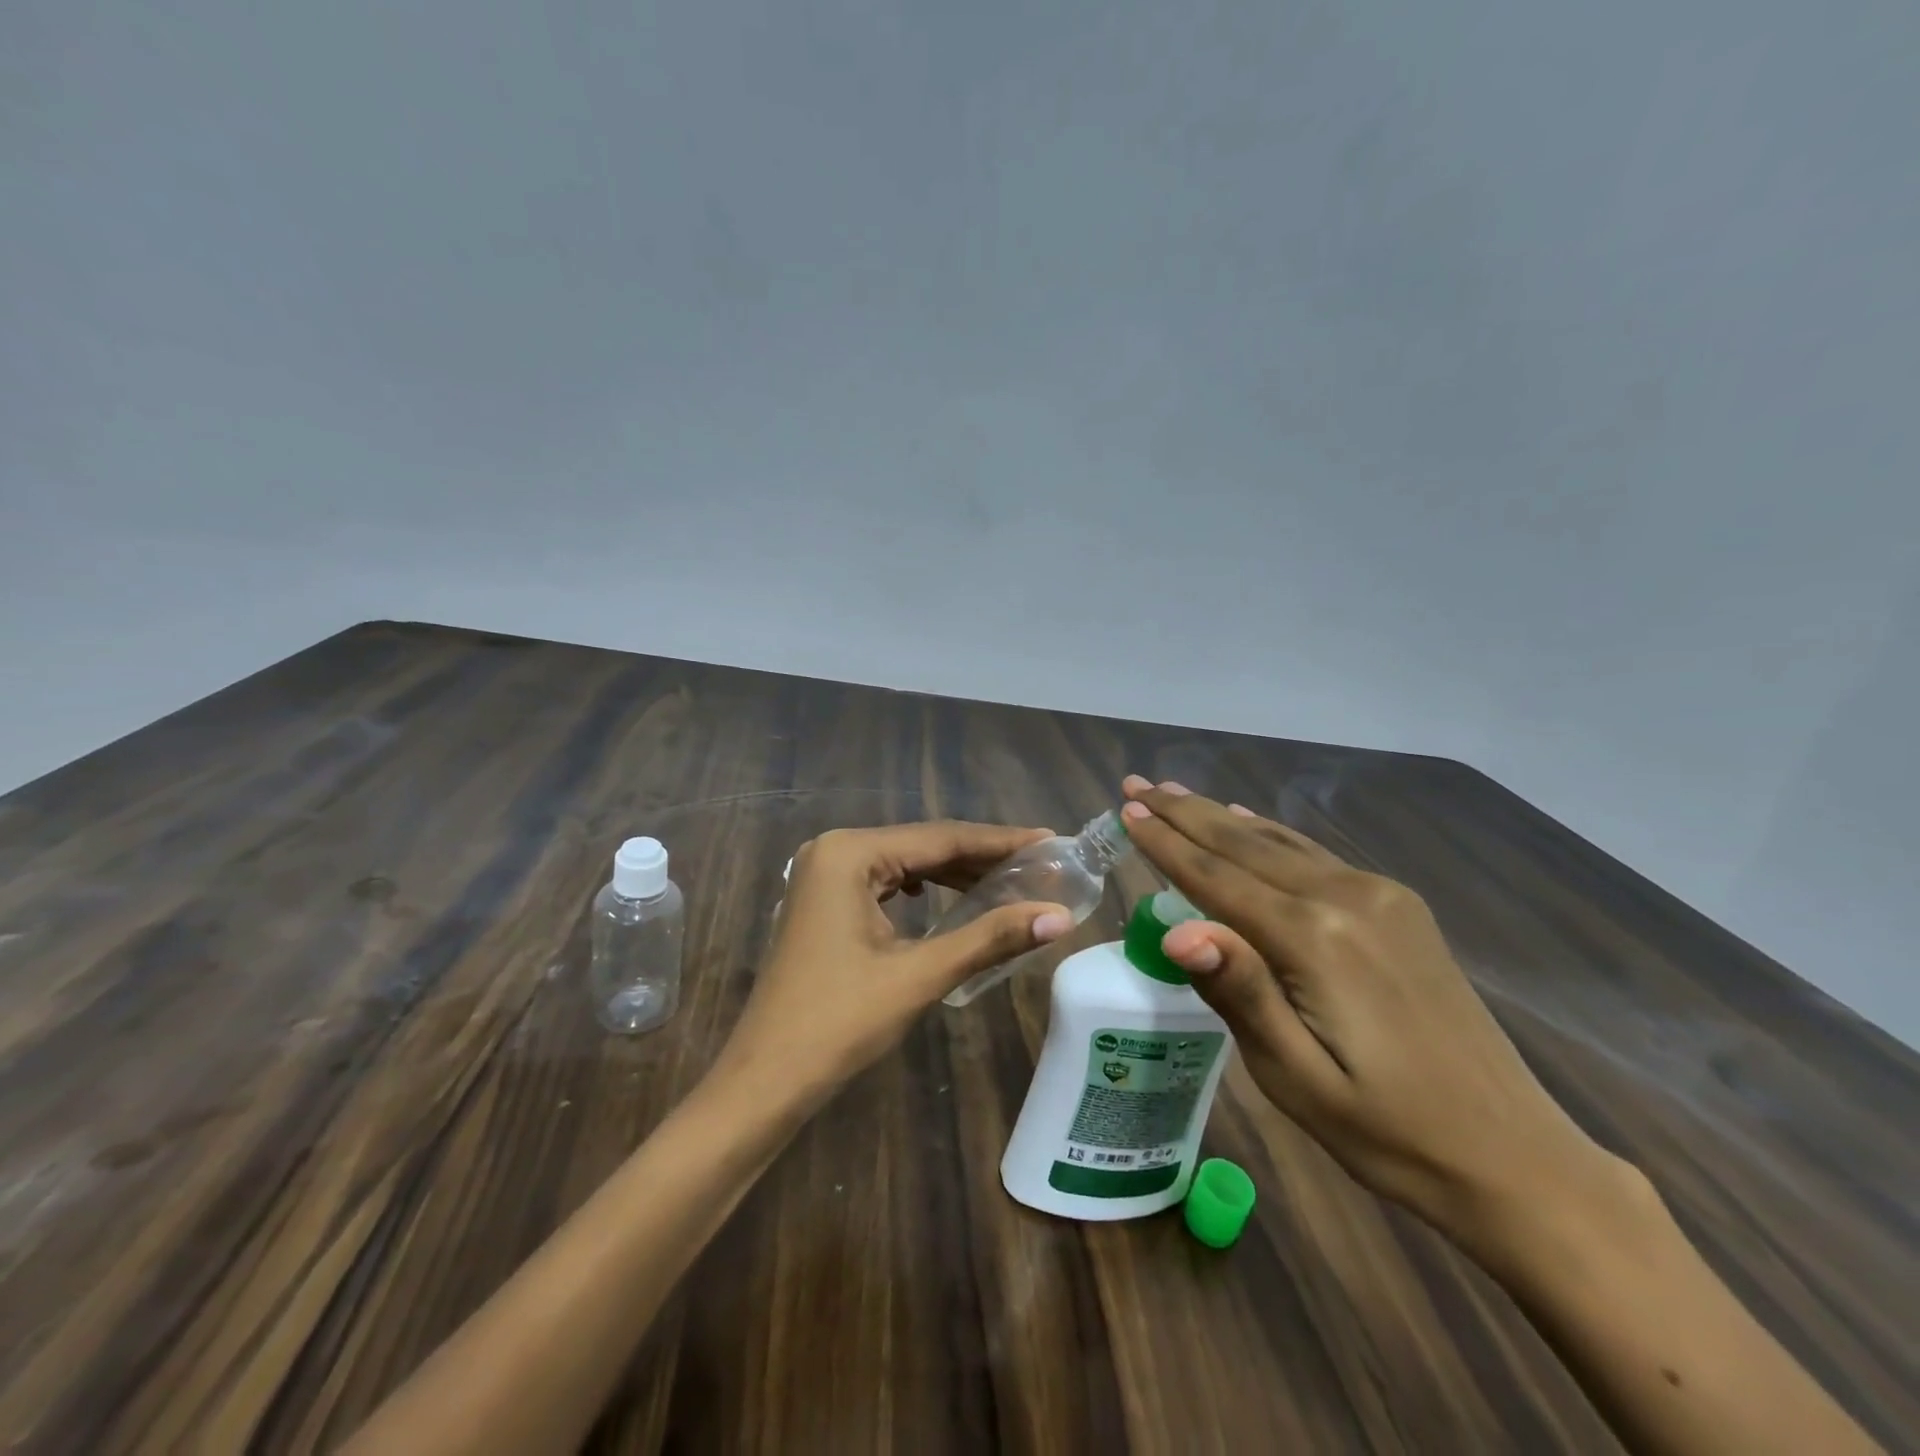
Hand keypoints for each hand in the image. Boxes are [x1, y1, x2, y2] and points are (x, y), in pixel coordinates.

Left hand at [716, 822, 1072, 1103]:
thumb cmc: (840, 1021)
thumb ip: (990, 937)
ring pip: (904, 863)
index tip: (1051, 841)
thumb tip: (1060, 916)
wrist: (766, 1079)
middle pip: (922, 845)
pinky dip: (923, 889)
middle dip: (980, 858)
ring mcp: (823, 875)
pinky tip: (947, 900)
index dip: (1001, 841)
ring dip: (954, 874)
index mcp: (850, 853)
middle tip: (1038, 866)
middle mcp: (833, 849)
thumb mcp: (920, 974)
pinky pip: (885, 883)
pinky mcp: (822, 901)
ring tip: (1008, 882)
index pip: (941, 838)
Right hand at [1119, 777, 1608, 1236]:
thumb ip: (1238, 992)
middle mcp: (1345, 898)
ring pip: (1278, 843)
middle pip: (1244, 845)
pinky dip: (1270, 834)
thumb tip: (1177, 931)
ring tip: (1175, 794)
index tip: (1125, 811)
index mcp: (1313, 941)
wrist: (1513, 1156)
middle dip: (1184, 814)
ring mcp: (1379, 897)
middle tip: (1136, 785)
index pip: (1217, 879)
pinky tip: (1249, 822)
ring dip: (1221, 817)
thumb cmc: (1386, 1131)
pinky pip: (1314, 856)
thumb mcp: (1296, 1077)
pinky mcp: (1399, 907)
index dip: (1166, 844)